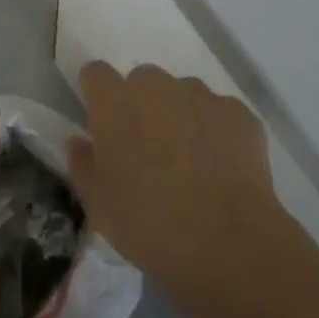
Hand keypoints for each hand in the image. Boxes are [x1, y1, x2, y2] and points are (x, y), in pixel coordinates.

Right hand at [68, 63, 288, 299]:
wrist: (227, 243)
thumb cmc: (148, 225)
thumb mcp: (99, 205)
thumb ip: (83, 165)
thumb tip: (80, 142)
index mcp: (115, 103)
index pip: (96, 74)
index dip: (98, 95)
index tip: (103, 123)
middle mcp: (157, 87)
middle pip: (142, 81)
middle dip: (141, 105)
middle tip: (148, 149)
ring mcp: (202, 96)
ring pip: (183, 94)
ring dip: (180, 115)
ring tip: (190, 161)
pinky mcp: (238, 113)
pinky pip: (219, 112)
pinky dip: (216, 131)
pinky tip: (221, 168)